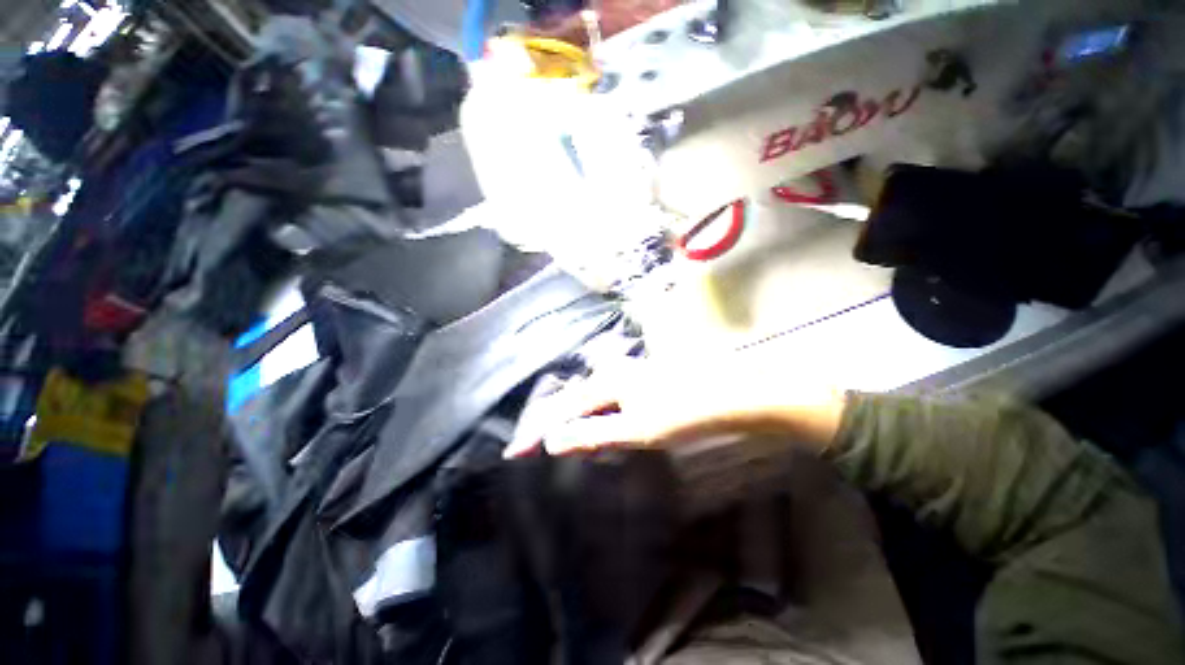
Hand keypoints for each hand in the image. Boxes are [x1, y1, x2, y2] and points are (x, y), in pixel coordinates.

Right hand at [503, 356, 848, 458]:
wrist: (731, 396)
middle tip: (533, 449)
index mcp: (609, 381)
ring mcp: (629, 375)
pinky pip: (606, 400)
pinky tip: (594, 425)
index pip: (563, 407)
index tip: (515, 453)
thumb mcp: (637, 428)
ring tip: (557, 440)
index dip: (538, 430)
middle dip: (551, 423)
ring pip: (589, 399)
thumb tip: (554, 440)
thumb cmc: (684, 412)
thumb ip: (594, 432)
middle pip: (572, 400)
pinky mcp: (641, 383)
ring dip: (572, 420)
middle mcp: (614, 372)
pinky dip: (592, 415)